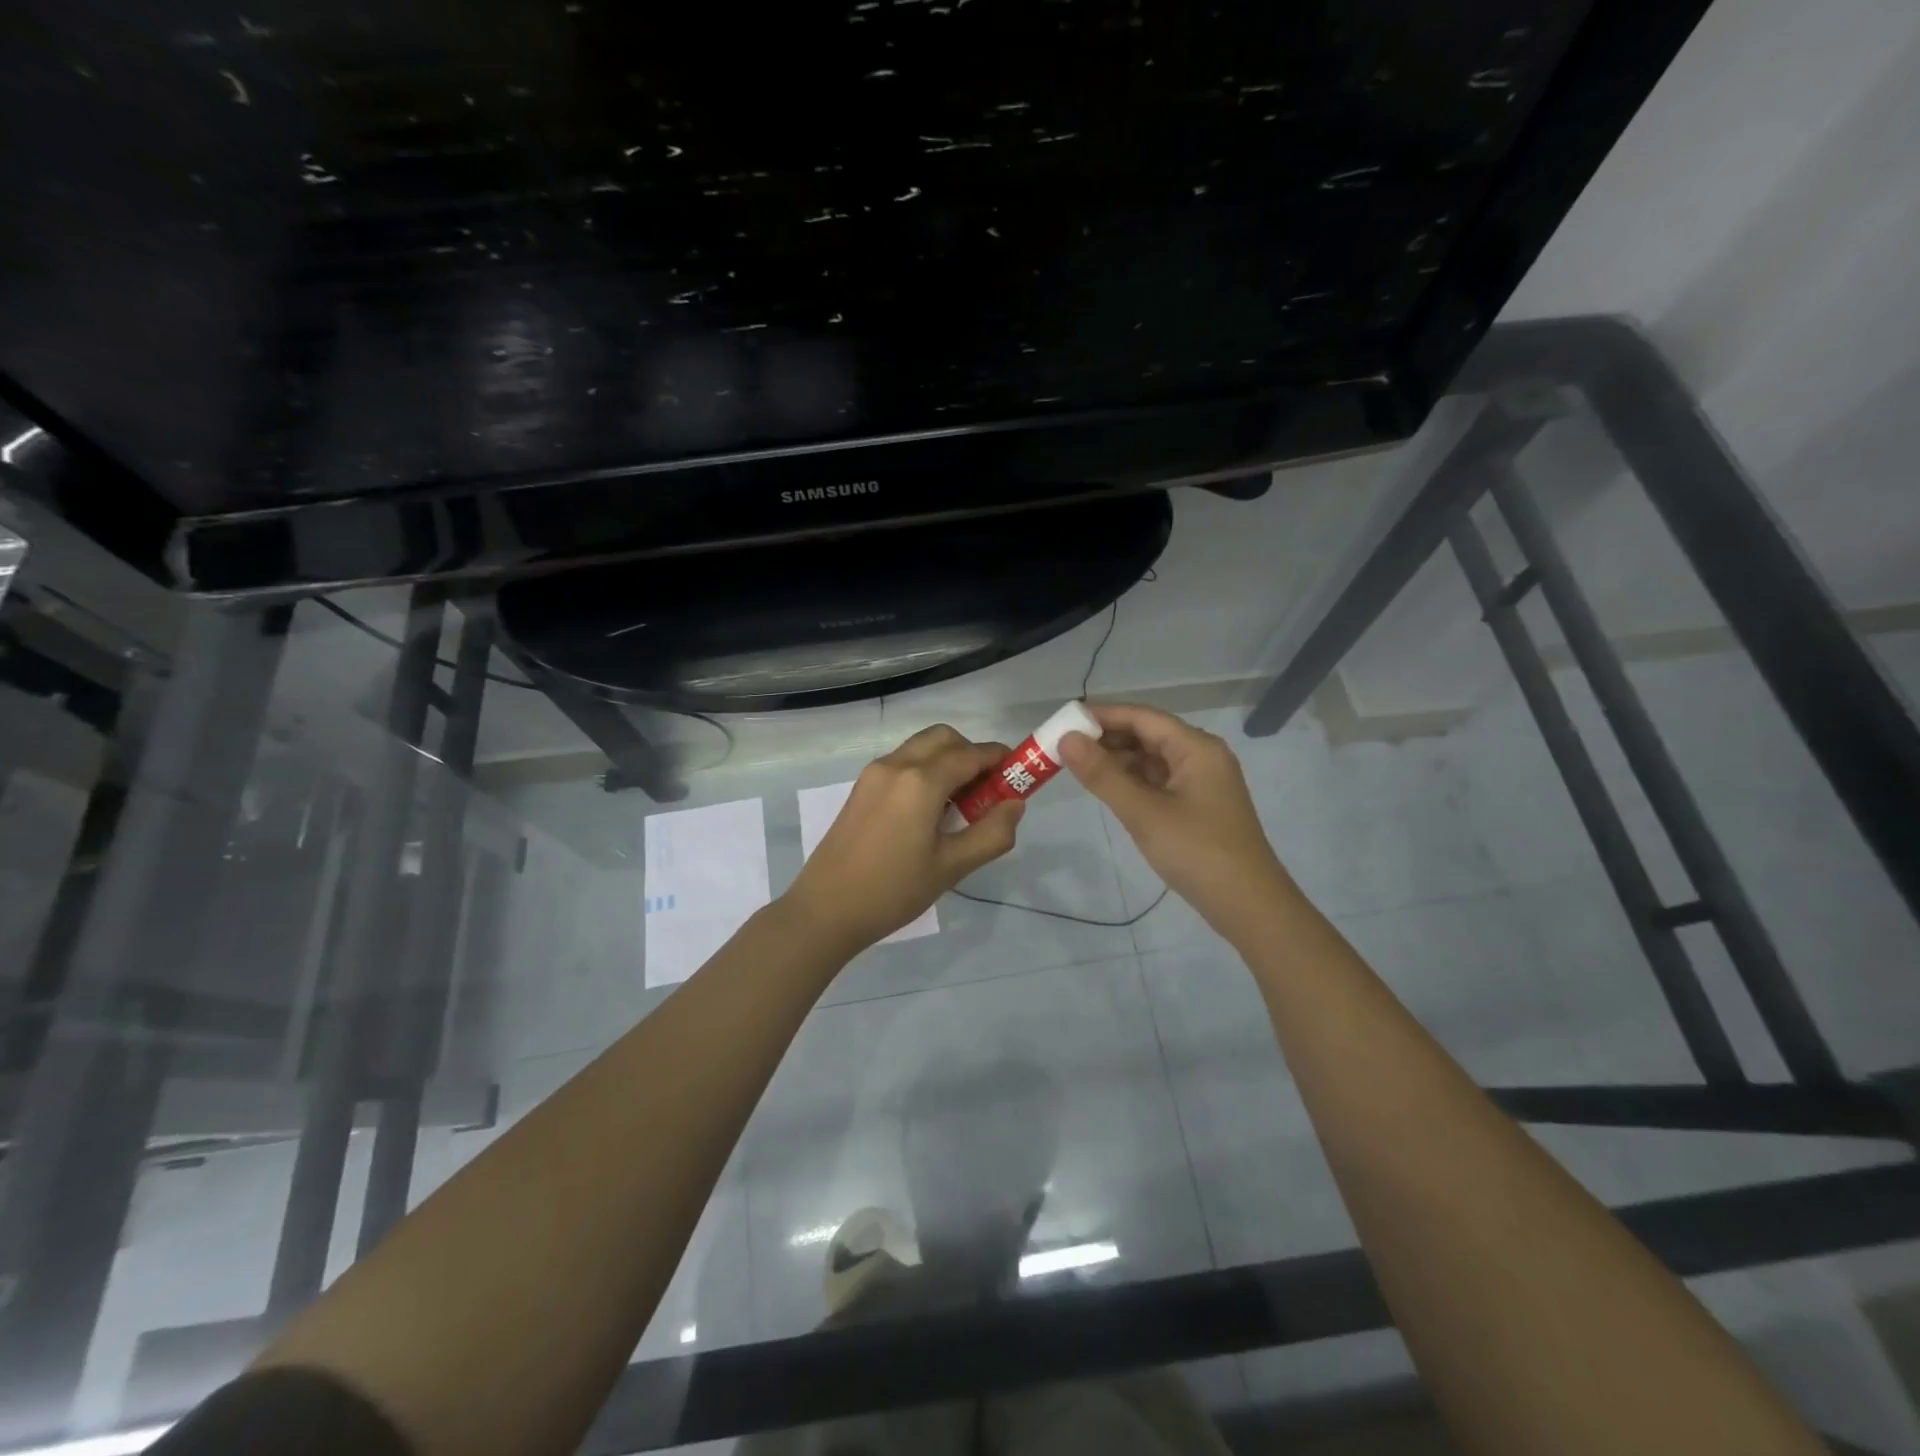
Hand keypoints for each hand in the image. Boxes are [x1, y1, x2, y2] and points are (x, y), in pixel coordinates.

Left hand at [782, 725, 1024, 955]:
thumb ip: (992, 833)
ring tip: (961, 804)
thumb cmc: (893, 890)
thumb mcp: (952, 867)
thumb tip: (1015, 804)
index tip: (1019, 774)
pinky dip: (926, 770)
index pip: (971, 754)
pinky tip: (931, 810)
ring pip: (922, 747)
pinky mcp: (862, 786)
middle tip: (988, 791)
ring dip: (948, 761)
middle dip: (972, 754)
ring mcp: (874, 773)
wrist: (825, 909)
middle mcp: (897, 765)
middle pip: (945, 738)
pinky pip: (903, 762)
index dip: (1000, 759)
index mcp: (920, 781)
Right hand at [1059, 703, 1293, 943]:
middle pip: (1147, 734)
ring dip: (1116, 759)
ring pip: (1151, 758)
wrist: (1248, 906)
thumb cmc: (1197, 852)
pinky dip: (1131, 780)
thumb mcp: (1143, 812)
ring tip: (1075, 766)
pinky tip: (1106, 788)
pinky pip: (1158, 780)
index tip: (1063, 720)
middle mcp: (1201, 756)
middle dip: (1105, 737)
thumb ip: (1103, 774)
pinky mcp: (1196, 805)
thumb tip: (1066, 739)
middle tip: (1062, 745)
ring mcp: (1200, 781)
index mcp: (1196, 747)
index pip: (1142, 717)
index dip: (1101, 715)